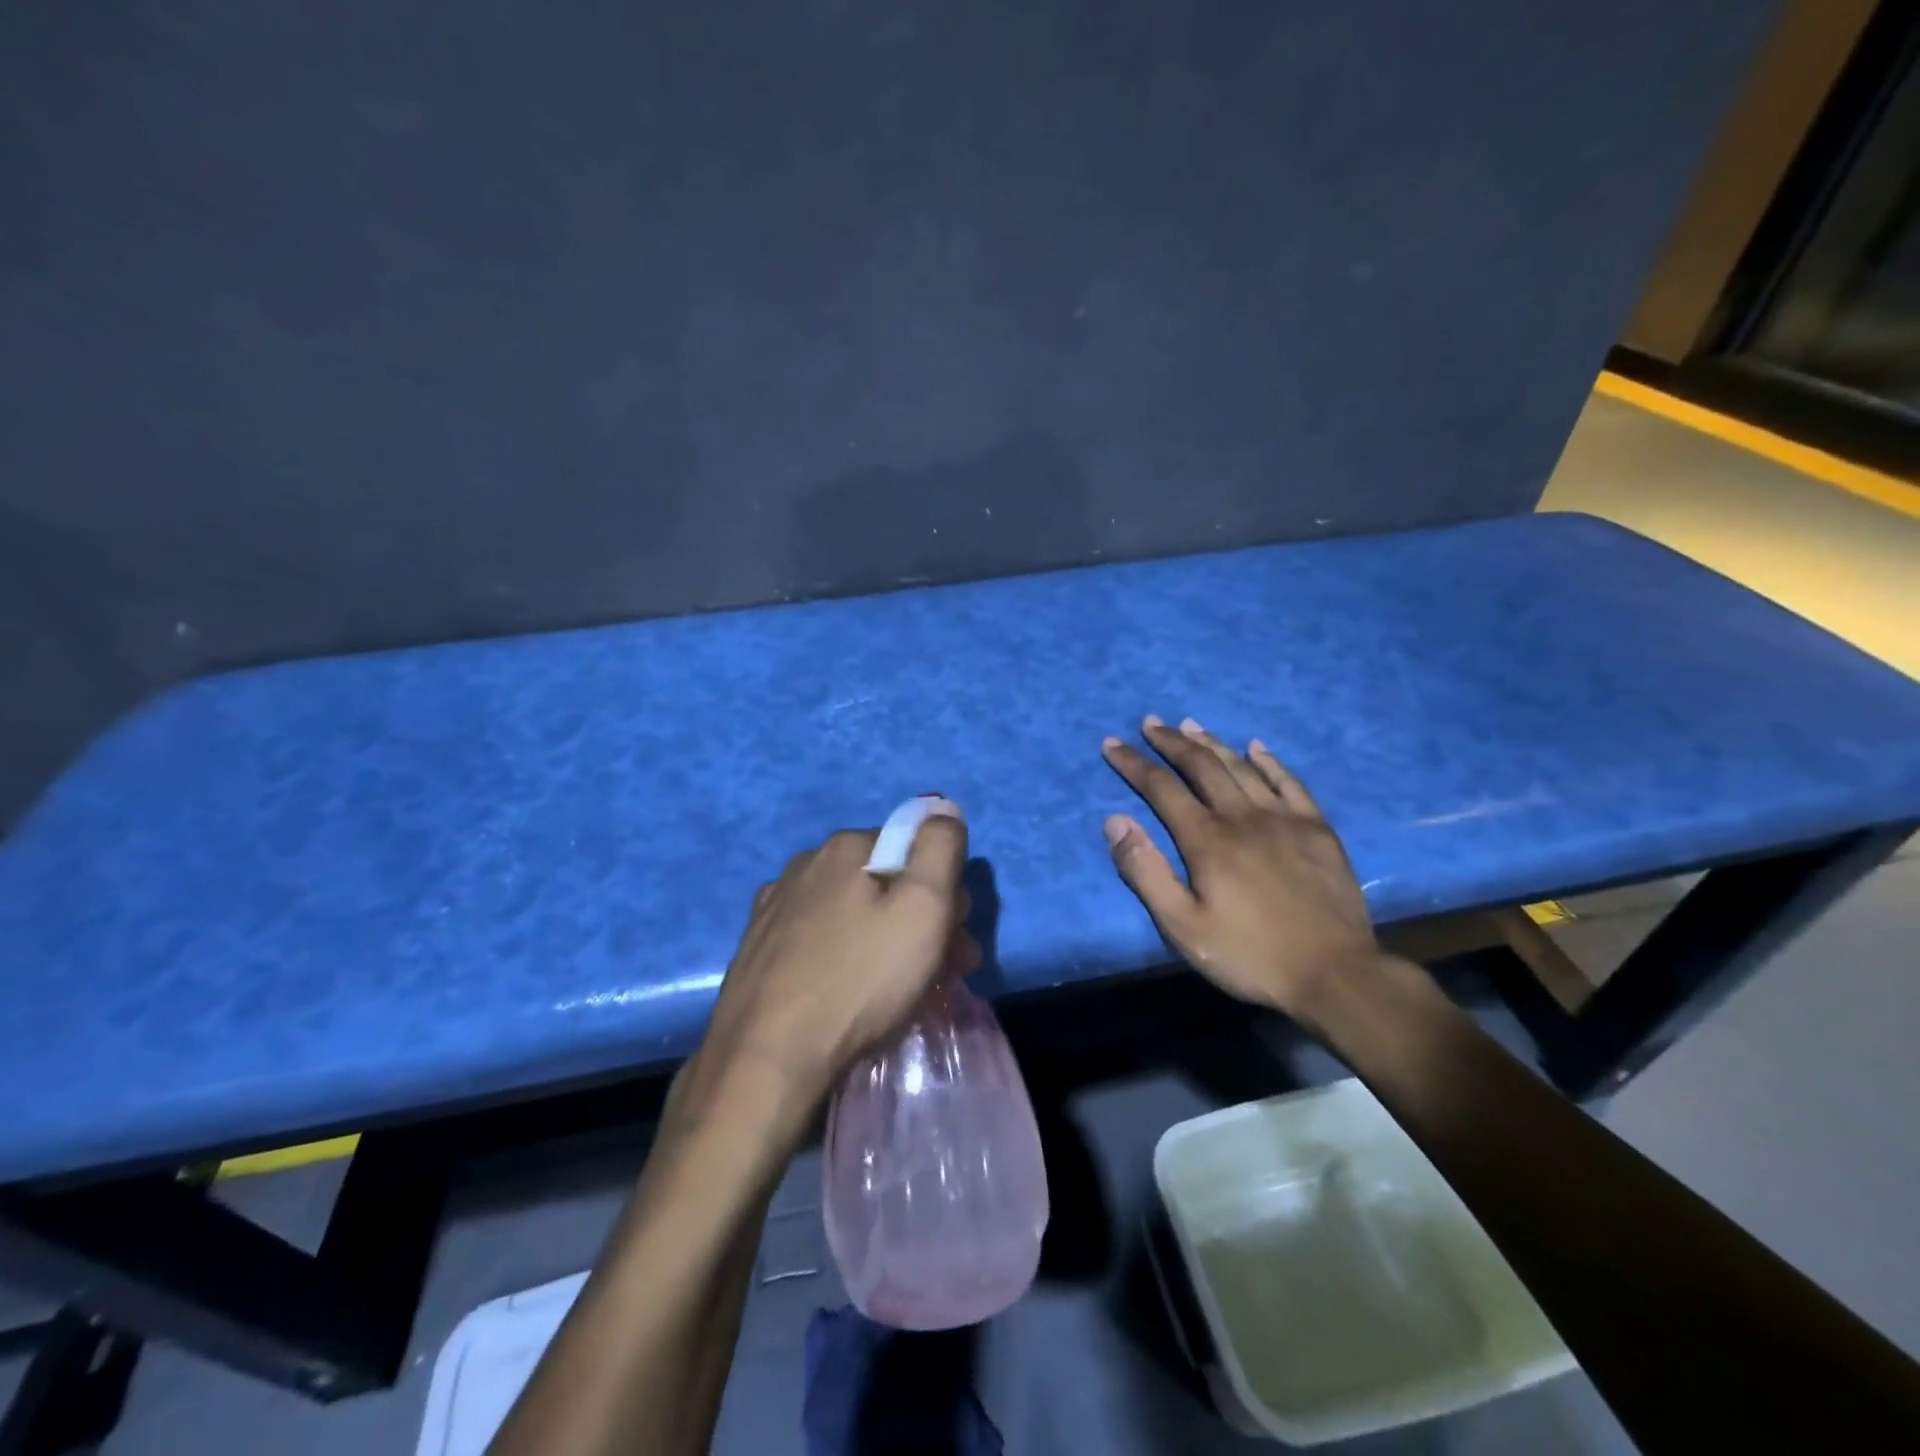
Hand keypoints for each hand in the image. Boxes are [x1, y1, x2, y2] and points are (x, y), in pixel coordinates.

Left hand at [696, 804, 976, 1114]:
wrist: (766, 1059)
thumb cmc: (859, 981)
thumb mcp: (924, 907)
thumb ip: (941, 847)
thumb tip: (943, 807)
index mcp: (846, 847)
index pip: (914, 850)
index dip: (944, 892)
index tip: (955, 938)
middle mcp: (805, 864)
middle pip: (883, 881)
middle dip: (919, 919)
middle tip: (940, 971)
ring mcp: (774, 906)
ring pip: (850, 913)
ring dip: (883, 940)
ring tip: (899, 992)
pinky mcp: (756, 947)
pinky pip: (817, 940)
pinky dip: (842, 957)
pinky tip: (847, 995)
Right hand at [1101, 716, 1379, 1016]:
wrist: (1336, 974)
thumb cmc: (1250, 955)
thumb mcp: (1182, 925)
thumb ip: (1146, 871)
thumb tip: (1115, 820)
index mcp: (1207, 839)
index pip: (1161, 788)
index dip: (1134, 764)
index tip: (1112, 744)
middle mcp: (1243, 816)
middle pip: (1201, 766)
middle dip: (1171, 741)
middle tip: (1150, 723)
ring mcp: (1285, 818)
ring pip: (1241, 767)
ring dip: (1212, 742)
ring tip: (1190, 724)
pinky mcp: (1317, 829)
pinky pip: (1290, 782)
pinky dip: (1269, 761)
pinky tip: (1256, 747)